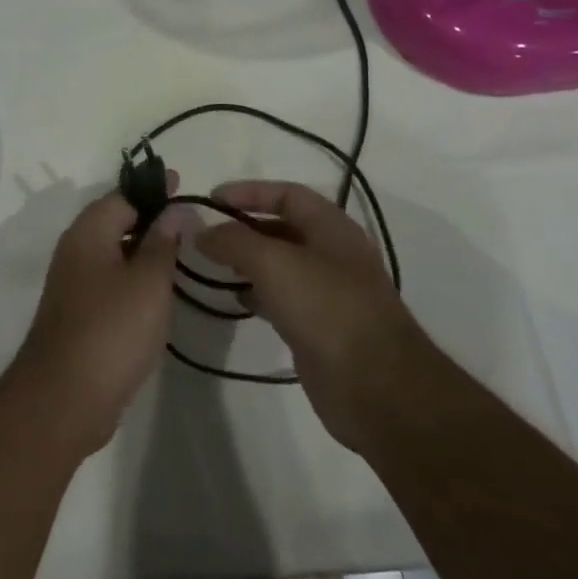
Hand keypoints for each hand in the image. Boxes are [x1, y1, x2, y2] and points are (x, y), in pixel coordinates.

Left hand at [10, 186, 182, 457]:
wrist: (63, 399)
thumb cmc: (111, 330)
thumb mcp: (148, 281)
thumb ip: (163, 241)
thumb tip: (175, 209)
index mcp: (88, 232)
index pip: (123, 195)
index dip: (154, 190)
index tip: (184, 186)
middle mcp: (75, 251)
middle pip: (115, 221)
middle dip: (150, 218)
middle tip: (189, 222)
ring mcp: (73, 284)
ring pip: (113, 253)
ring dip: (143, 250)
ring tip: (180, 254)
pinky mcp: (78, 315)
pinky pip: (110, 282)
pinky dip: (133, 278)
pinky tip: (157, 293)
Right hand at [198, 180, 430, 452]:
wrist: (376, 386)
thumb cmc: (327, 308)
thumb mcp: (274, 263)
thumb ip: (234, 242)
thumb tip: (201, 231)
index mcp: (331, 227)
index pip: (286, 194)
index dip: (248, 191)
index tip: (211, 200)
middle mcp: (332, 253)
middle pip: (282, 227)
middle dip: (245, 227)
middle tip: (207, 235)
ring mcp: (328, 292)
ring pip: (281, 265)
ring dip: (249, 261)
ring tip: (214, 265)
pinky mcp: (320, 327)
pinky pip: (283, 298)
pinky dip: (258, 293)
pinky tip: (237, 299)